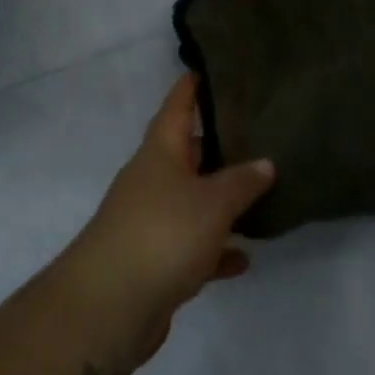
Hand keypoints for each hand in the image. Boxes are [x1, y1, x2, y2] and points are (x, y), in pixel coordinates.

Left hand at [61, 74, 274, 365]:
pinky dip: (216, 250)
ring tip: (259, 191)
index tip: (207, 68)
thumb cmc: (163, 234)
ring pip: (192, 202)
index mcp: (159, 154)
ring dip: (220, 201)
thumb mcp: (212, 202)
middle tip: (254, 131)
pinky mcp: (155, 263)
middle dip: (215, 144)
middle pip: (186, 154)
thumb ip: (242, 182)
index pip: (176, 108)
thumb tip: (265, 163)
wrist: (109, 307)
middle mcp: (152, 182)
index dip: (190, 87)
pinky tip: (244, 258)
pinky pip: (193, 248)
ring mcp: (151, 223)